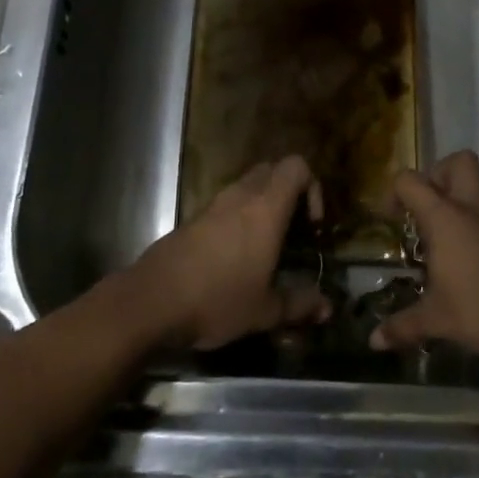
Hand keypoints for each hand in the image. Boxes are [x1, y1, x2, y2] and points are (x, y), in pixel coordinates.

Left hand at [124, 156, 330, 350]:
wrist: (150, 301)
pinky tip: (235, 258)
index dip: (312, 187)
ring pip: (246, 187)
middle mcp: (240, 196)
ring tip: (266, 246)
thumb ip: (299, 305)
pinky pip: (225, 206)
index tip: (312, 225)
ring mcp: (212, 206)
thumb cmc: (217, 300)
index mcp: (265, 208)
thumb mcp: (264, 311)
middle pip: (271, 170)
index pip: (296, 167)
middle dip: (288, 193)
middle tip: (293, 230)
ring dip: (261, 205)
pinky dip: (237, 219)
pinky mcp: (192, 220)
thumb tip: (328, 308)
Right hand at [370, 150, 478, 359]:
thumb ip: (403, 326)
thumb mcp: (435, 319)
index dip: (394, 192)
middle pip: (459, 162)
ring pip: (478, 195)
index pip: (410, 181)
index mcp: (445, 218)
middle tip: (426, 208)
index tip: (391, 219)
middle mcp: (473, 210)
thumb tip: (375, 342)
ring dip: (460, 209)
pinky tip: (475, 270)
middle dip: (439, 174)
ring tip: (447, 250)